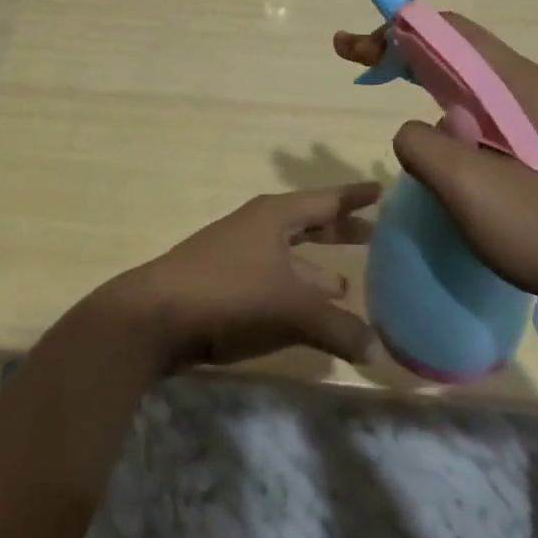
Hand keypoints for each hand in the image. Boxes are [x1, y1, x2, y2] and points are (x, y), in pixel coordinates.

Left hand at [103, 184, 380, 371]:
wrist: (155, 316)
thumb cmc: (230, 295)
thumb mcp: (292, 309)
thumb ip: (338, 328)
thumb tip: (376, 348)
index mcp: (276, 216)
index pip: (326, 199)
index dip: (355, 196)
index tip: (382, 189)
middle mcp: (258, 226)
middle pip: (308, 222)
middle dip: (339, 230)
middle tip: (375, 235)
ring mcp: (237, 252)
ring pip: (289, 255)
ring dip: (316, 267)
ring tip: (346, 285)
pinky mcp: (224, 281)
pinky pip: (273, 278)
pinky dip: (295, 290)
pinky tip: (306, 315)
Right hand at [334, 15, 537, 324]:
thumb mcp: (469, 188)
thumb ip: (422, 145)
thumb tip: (410, 132)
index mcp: (512, 83)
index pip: (445, 30)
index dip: (394, 32)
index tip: (355, 52)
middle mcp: (522, 86)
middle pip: (451, 46)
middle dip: (398, 45)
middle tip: (354, 60)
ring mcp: (529, 114)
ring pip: (461, 75)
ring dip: (415, 70)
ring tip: (376, 78)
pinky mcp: (529, 142)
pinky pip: (473, 105)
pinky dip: (436, 100)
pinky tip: (424, 124)